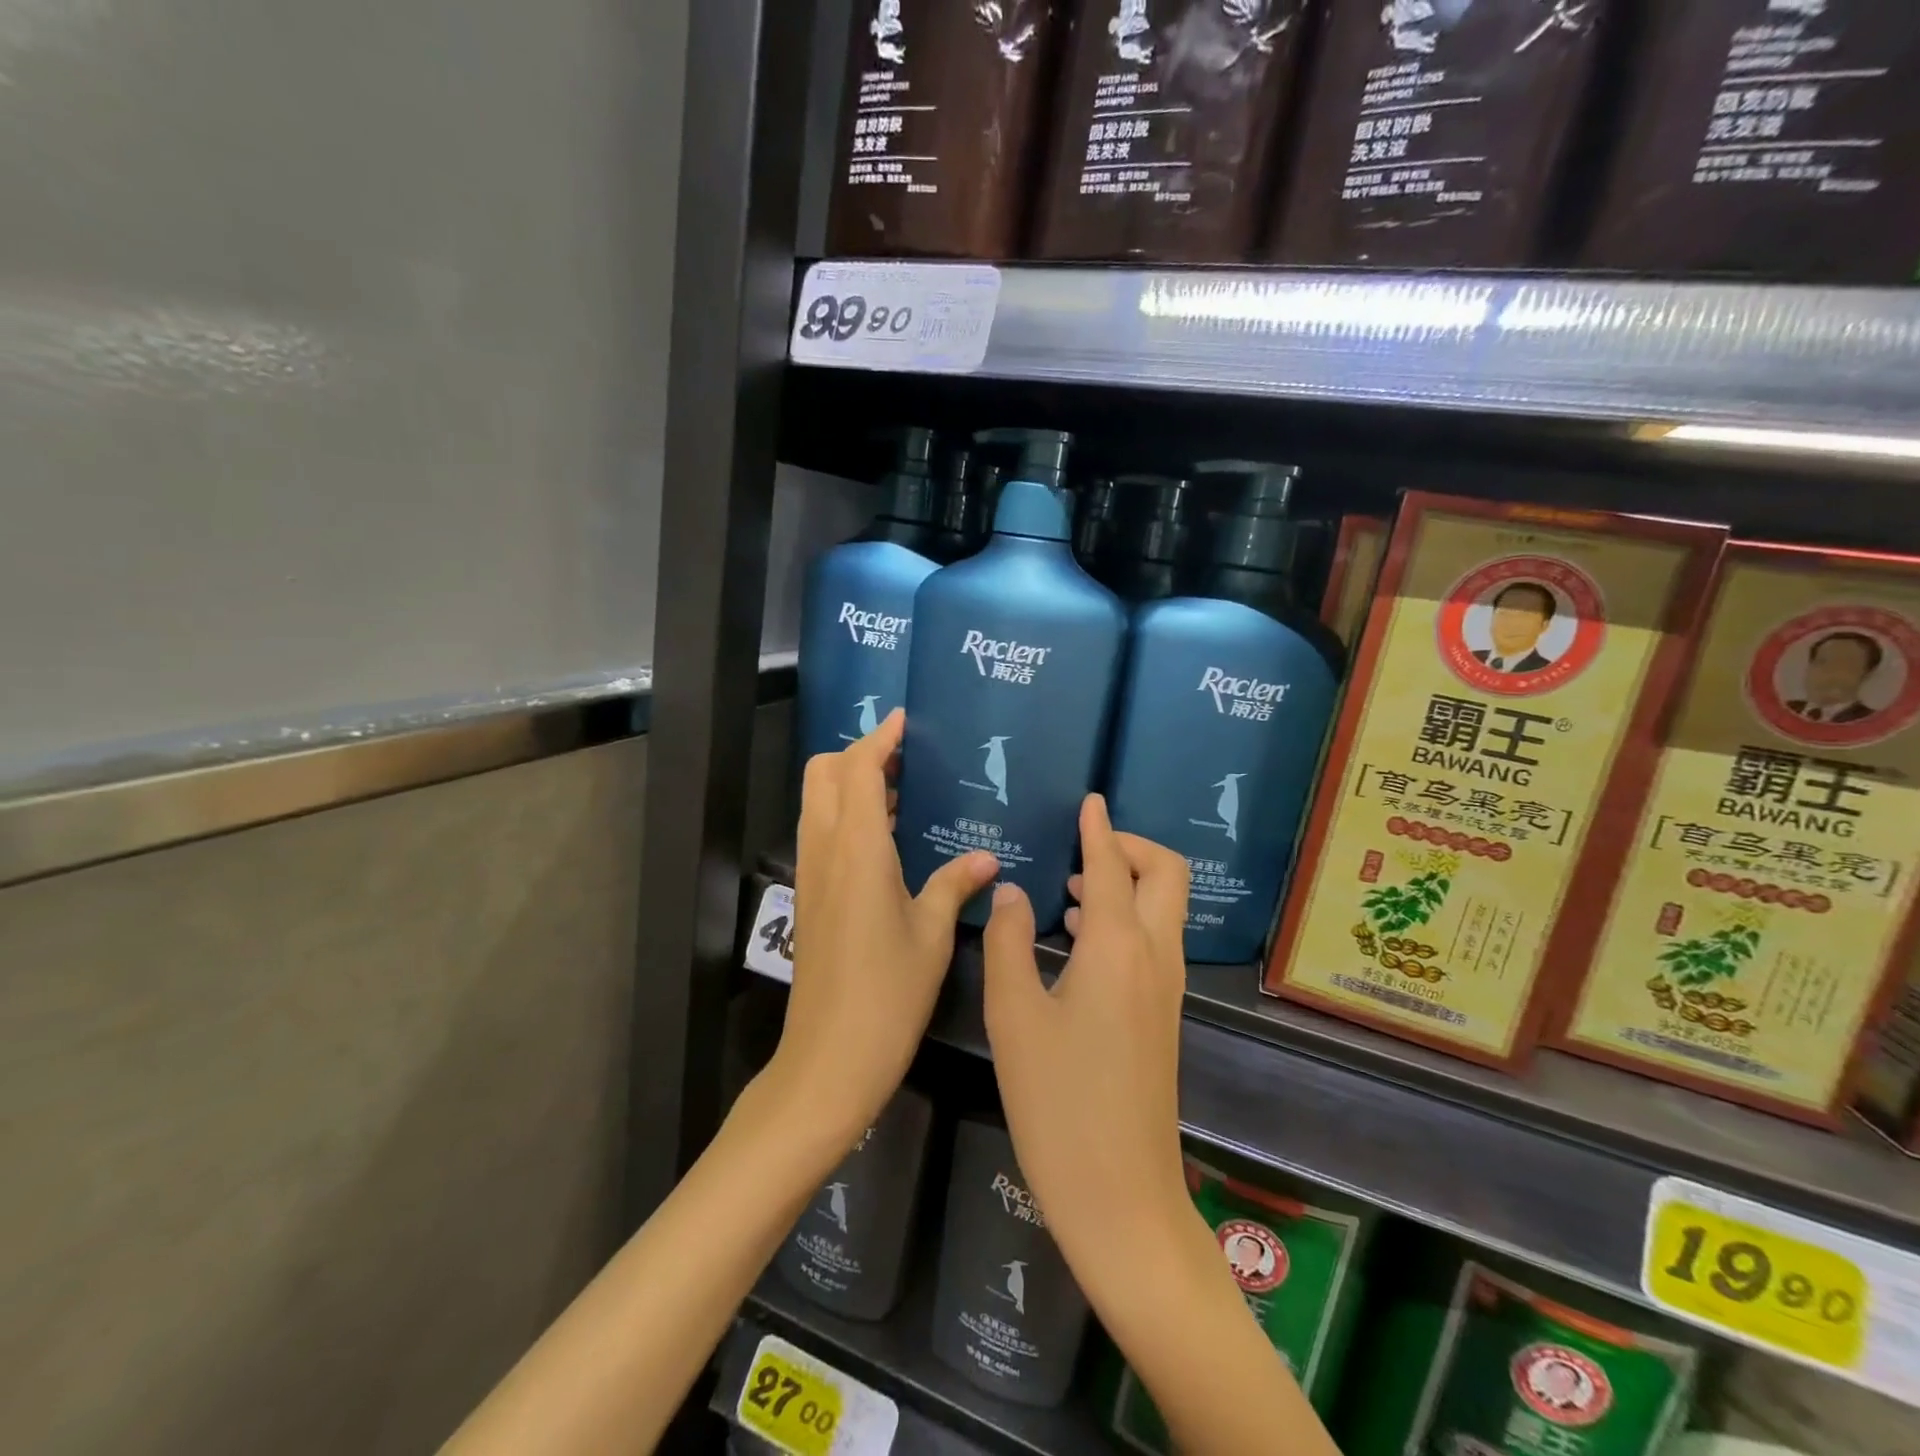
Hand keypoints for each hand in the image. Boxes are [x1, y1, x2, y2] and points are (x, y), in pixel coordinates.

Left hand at [775, 709, 999, 1145]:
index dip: (878, 739)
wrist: (830, 1057)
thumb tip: (987, 860)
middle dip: (856, 754)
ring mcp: (811, 874)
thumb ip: (955, 885)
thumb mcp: (932, 934)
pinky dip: (845, 815)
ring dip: (849, 783)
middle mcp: (825, 850)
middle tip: (903, 759)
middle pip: (823, 775)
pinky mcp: (810, 897)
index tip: (903, 720)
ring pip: (817, 802)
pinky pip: (822, 833)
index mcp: (857, 850)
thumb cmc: (889, 992)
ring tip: (899, 790)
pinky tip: (886, 837)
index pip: (857, 770)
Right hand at [981, 794, 1192, 1284]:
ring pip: (1163, 907)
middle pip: (1165, 874)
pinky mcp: (1164, 1014)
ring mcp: (1166, 987)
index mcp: (1116, 947)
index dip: (1098, 828)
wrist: (1120, 1195)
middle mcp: (1154, 956)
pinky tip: (1078, 938)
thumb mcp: (1015, 1015)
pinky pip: (1154, 940)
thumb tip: (1011, 891)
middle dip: (1131, 846)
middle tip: (1083, 846)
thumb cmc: (1057, 1102)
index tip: (1090, 800)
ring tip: (1070, 887)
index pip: (1110, 866)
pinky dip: (1125, 917)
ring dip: (1127, 881)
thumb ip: (1009, 942)